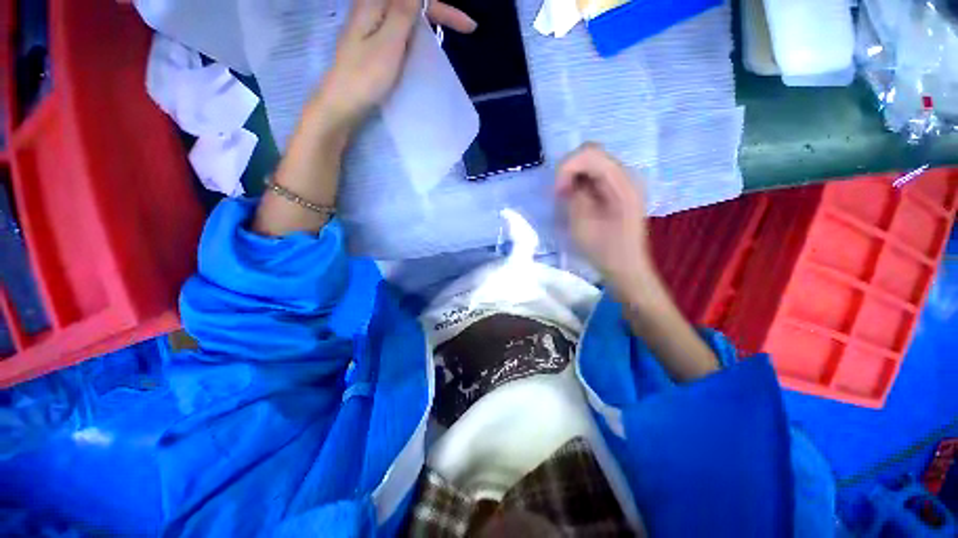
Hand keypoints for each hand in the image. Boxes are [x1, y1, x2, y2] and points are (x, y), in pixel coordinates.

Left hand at [312, 0, 475, 133]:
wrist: (342, 103)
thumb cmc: (365, 76)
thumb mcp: (389, 42)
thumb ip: (403, 11)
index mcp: (374, 3)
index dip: (444, 8)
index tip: (468, 27)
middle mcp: (372, 8)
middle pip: (410, 3)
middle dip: (438, 12)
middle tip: (464, 28)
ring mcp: (371, 26)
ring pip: (405, 14)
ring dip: (427, 20)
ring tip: (447, 32)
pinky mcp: (371, 42)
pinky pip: (398, 29)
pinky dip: (415, 32)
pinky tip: (423, 43)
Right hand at [556, 143, 654, 300]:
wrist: (625, 268)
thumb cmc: (604, 249)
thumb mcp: (582, 223)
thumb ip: (574, 195)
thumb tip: (568, 181)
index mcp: (621, 183)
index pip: (590, 153)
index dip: (567, 167)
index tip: (559, 192)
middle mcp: (625, 176)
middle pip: (591, 154)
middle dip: (569, 171)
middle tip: (561, 195)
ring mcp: (623, 183)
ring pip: (592, 164)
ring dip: (574, 178)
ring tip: (567, 200)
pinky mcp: (618, 192)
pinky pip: (595, 177)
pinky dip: (581, 184)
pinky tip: (577, 201)